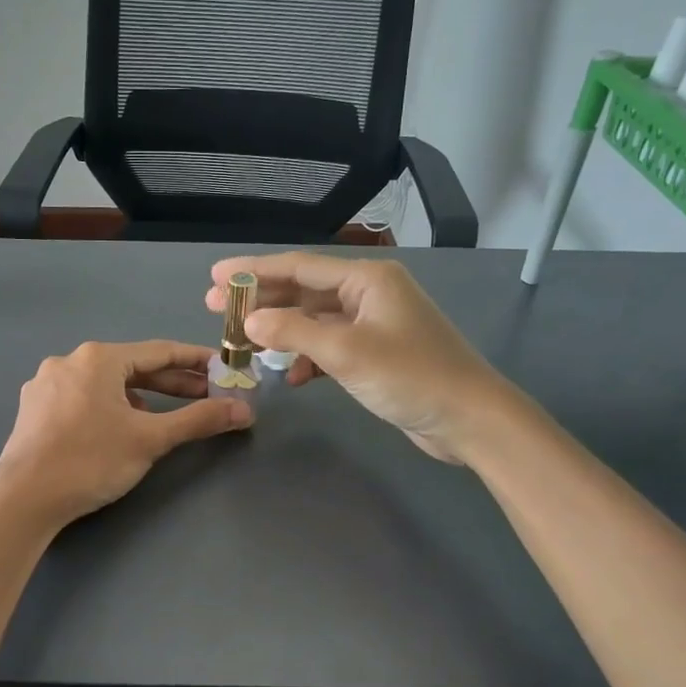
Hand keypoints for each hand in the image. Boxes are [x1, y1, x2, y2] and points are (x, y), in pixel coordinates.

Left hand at [0, 340, 251, 529]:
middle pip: (132, 367)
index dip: (196, 361)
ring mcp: (46, 384)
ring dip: (140, 397)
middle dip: (171, 383)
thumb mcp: (150, 439)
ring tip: (165, 417)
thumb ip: (198, 420)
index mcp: (98, 358)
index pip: (160, 352)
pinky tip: (120, 428)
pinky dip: (109, 407)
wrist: (23, 499)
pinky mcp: (34, 409)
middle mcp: (69, 361)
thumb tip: (244, 410)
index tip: (222, 369)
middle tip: (206, 397)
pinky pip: (82, 398)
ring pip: (105, 384)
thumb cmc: (91, 461)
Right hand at [206, 253, 499, 462]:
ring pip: (315, 321)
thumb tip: (250, 321)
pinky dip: (309, 358)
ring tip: (244, 343)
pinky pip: (331, 346)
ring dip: (282, 332)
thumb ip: (294, 333)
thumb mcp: (347, 352)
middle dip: (262, 300)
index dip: (254, 271)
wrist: (469, 419)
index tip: (216, 276)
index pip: (299, 267)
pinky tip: (293, 376)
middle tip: (216, 308)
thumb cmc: (411, 376)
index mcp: (367, 279)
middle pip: (304, 291)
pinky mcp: (377, 353)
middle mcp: (369, 293)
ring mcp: (374, 324)